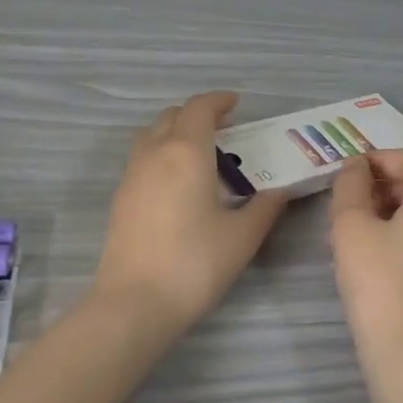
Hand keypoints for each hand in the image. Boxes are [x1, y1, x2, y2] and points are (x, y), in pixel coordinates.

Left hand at [91, 92, 288, 336]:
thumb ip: (265, 207)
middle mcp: (155, 152)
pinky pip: (142, 157)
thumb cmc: (194, 263)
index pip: (200, 108)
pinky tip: (178, 183)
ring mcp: (132, 174)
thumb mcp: (242, 236)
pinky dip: (161, 152)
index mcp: (186, 151)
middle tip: (225, 130)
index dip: (218, 100)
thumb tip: (281, 191)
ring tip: (201, 153)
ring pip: (152, 134)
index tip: (237, 104)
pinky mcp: (121, 197)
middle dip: (198, 114)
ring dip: (176, 131)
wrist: (134, 302)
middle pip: (173, 116)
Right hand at [328, 149, 402, 364]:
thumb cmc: (378, 280)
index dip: (376, 158)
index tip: (346, 170)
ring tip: (353, 224)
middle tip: (345, 198)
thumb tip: (355, 167)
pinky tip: (373, 249)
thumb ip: (350, 185)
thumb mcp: (351, 225)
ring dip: (389, 207)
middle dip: (381, 183)